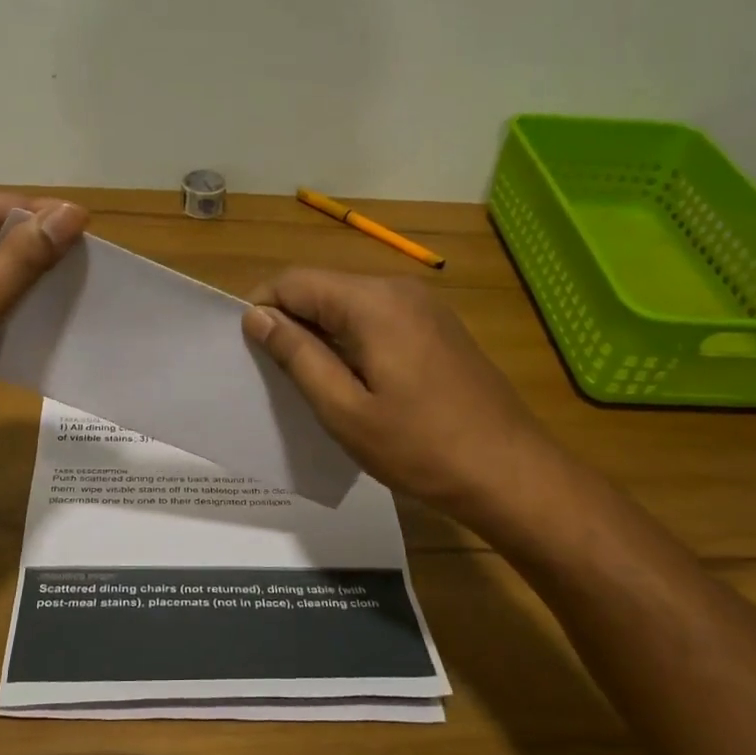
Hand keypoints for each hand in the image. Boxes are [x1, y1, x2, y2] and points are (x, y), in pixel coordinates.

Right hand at [242, 270, 552, 517]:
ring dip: (321, 335)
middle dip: (290, 323)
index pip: (294, 281)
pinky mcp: (438, 329)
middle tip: (273, 375)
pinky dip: (352, 342)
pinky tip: (351, 383)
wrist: (509, 472)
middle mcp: (399, 290)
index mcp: (373, 302)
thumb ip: (297, 356)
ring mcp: (424, 308)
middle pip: (323, 289)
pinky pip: (378, 321)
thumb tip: (256, 316)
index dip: (261, 309)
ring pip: (350, 306)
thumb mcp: (344, 409)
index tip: (245, 351)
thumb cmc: (420, 447)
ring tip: (308, 384)